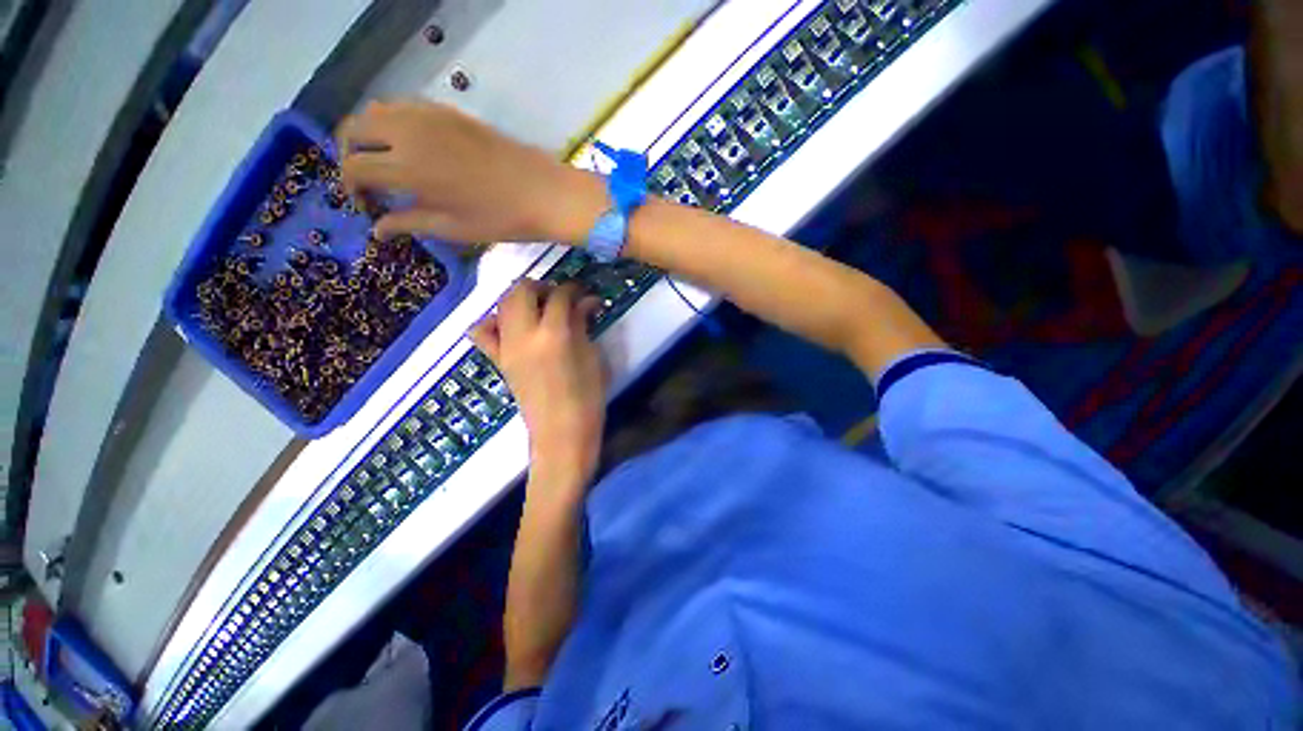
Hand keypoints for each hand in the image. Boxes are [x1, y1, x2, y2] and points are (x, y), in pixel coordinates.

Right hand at [336, 101, 605, 243]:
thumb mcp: (453, 228)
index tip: (366, 205)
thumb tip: (377, 230)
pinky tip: (412, 146)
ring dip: (370, 134)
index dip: (351, 187)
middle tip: (368, 181)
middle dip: (350, 154)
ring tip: (387, 162)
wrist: (544, 192)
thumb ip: (409, 223)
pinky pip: (405, 106)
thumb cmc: (501, 218)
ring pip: (376, 111)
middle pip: (354, 129)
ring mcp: (430, 115)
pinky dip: (394, 122)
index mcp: (407, 167)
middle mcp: (409, 132)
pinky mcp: (449, 111)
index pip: (354, 167)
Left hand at [471, 281, 605, 490]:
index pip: (560, 296)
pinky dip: (494, 321)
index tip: (585, 293)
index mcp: (554, 334)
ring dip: (520, 297)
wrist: (562, 434)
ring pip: (502, 304)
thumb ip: (583, 325)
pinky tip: (511, 326)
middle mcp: (524, 335)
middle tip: (560, 296)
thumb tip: (587, 303)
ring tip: (539, 307)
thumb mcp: (592, 358)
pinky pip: (483, 332)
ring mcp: (506, 347)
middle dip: (542, 286)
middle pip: (522, 290)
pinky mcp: (499, 361)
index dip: (574, 289)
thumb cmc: (587, 398)